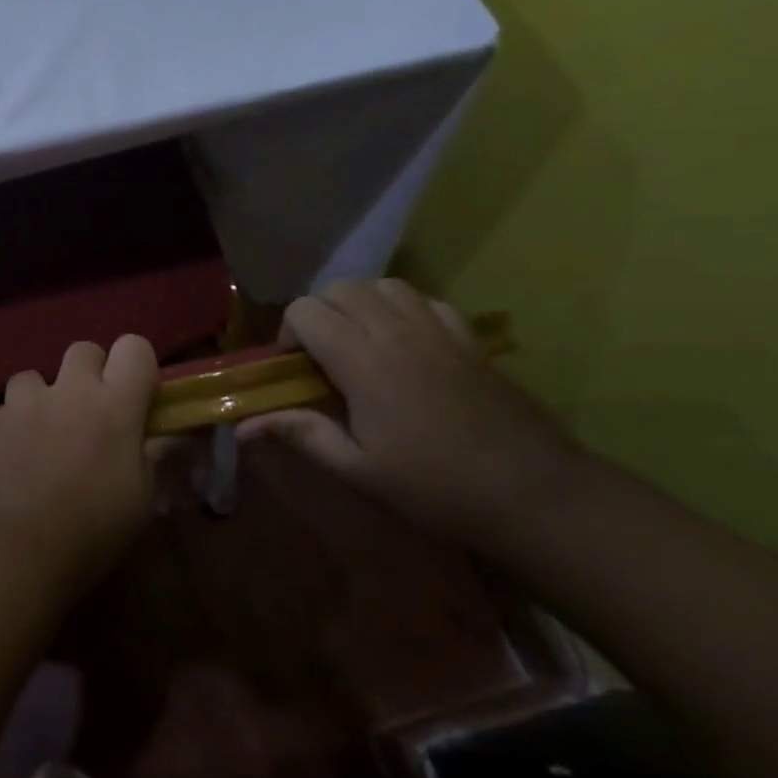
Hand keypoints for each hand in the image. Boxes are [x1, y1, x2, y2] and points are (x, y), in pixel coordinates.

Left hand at [0, 335, 161, 604]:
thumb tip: (147, 436)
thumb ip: (146, 455)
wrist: (16, 552)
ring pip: (29, 378)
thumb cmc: (92, 533)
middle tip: (83, 413)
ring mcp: (19, 402)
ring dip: (33, 401)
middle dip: (85, 374)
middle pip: (82, 351)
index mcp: (114, 406)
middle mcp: (67, 391)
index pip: (134, 348)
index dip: (134, 365)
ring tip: (30, 438)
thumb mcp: (142, 501)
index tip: (132, 393)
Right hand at [237, 279, 593, 538]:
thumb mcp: (358, 468)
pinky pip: (425, 300)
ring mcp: (438, 330)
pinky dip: (403, 309)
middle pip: (341, 288)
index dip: (289, 334)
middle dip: (319, 312)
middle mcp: (397, 331)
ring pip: (384, 285)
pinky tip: (405, 344)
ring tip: (359, 342)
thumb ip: (300, 434)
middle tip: (322, 355)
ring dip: (360, 303)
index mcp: (363, 360)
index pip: (306, 311)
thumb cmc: (435, 486)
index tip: (295, 370)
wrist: (534, 493)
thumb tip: (244, 426)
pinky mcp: (469, 338)